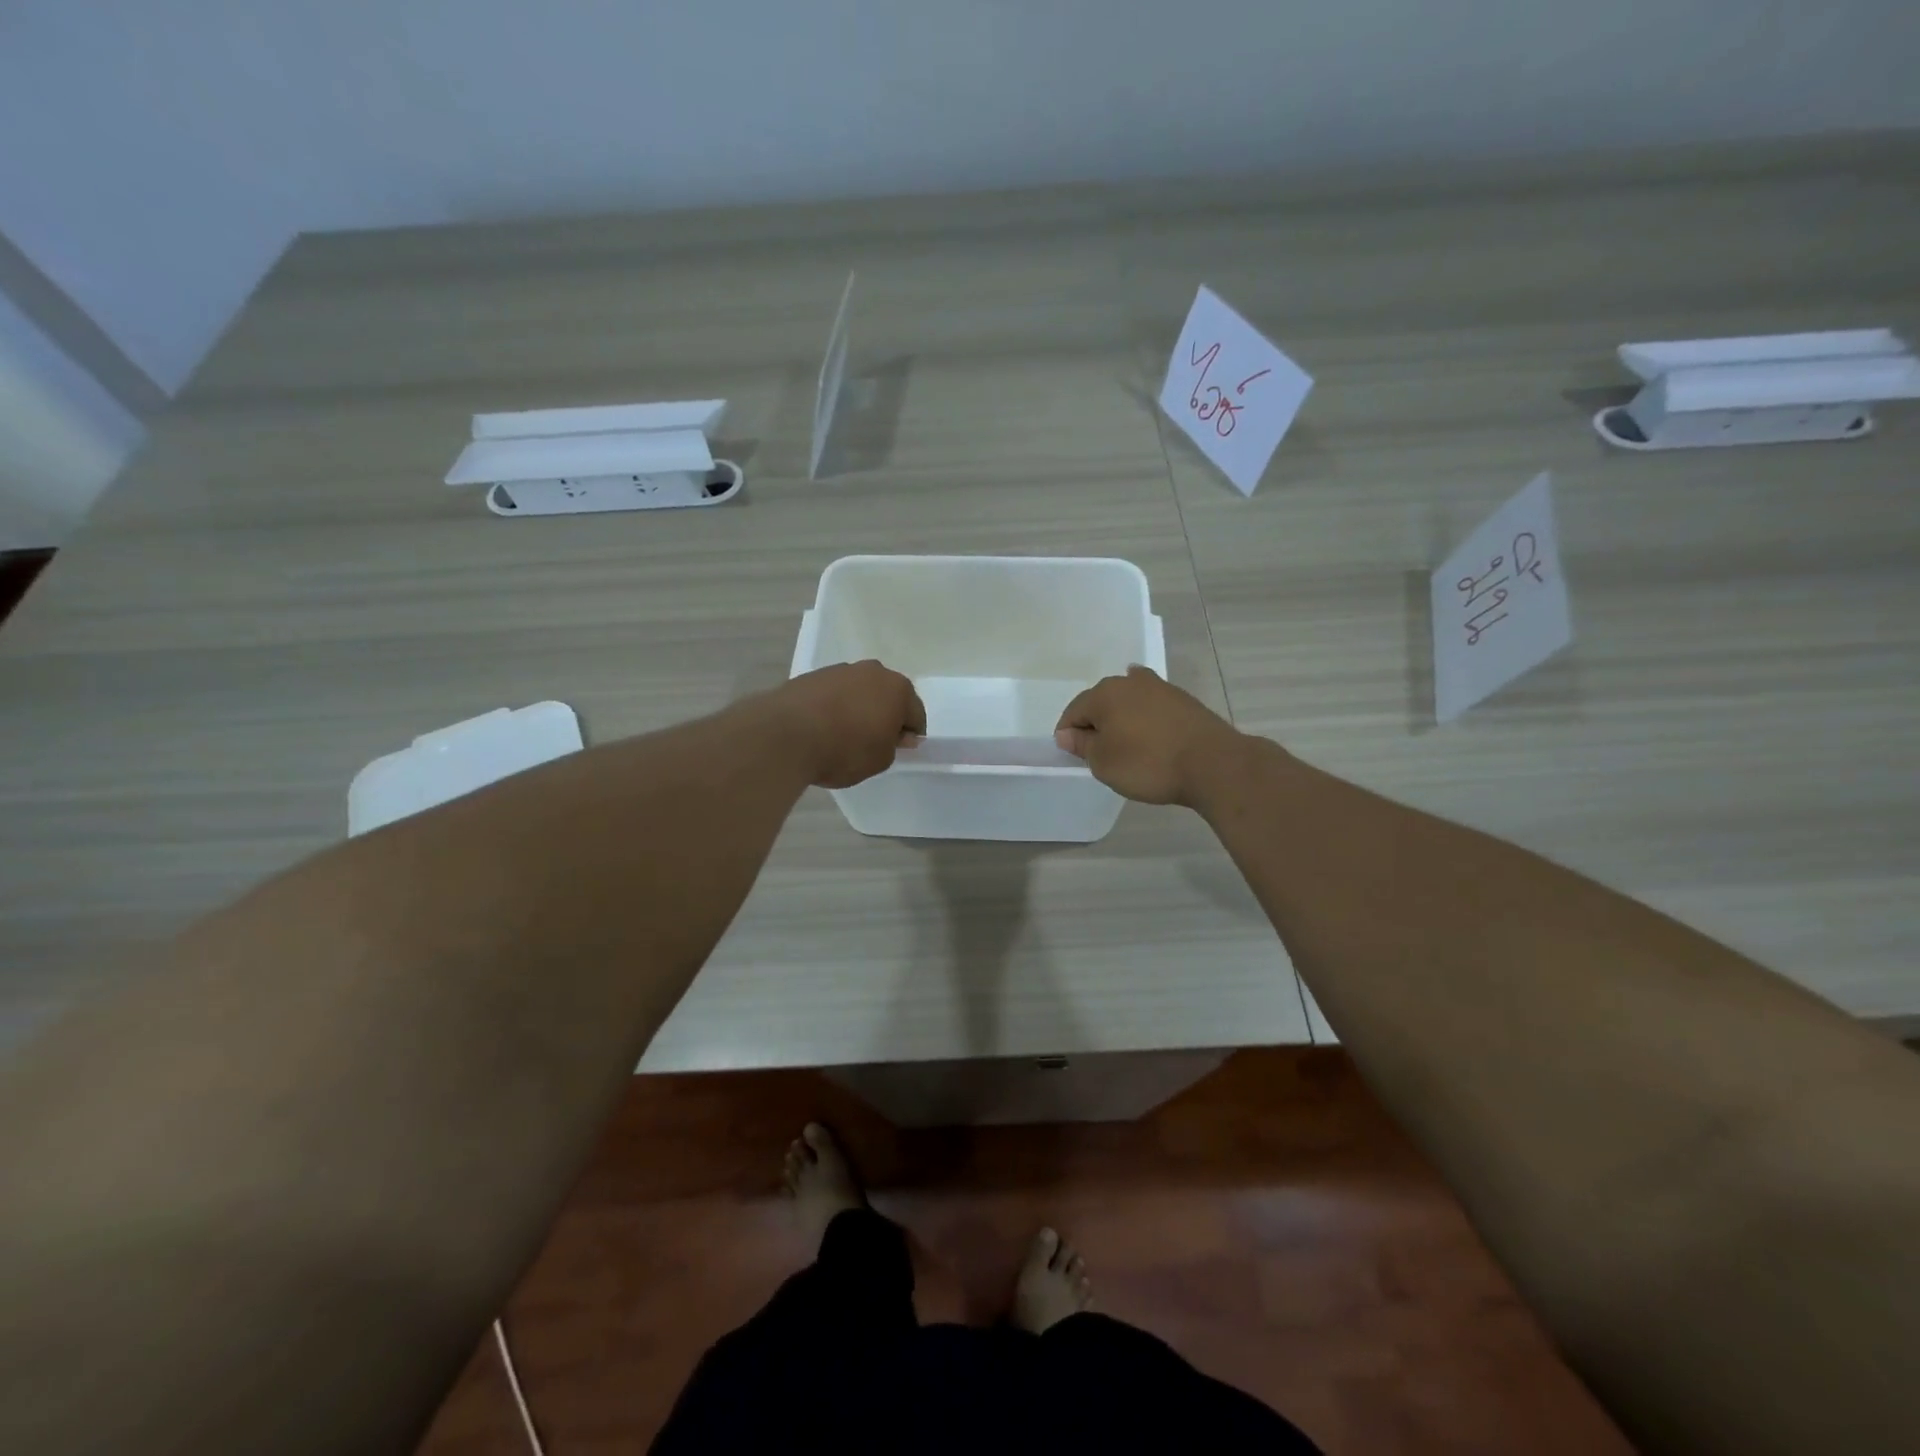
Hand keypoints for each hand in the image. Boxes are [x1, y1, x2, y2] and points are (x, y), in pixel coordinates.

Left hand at [766, 660, 925, 788]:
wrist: (785, 735)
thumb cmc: (844, 750)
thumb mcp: (880, 760)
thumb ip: (894, 746)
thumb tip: (897, 735)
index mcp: (897, 689)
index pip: (916, 713)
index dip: (911, 734)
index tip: (901, 750)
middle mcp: (872, 671)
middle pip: (887, 695)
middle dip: (885, 715)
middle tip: (875, 741)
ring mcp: (840, 670)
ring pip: (859, 691)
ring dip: (859, 708)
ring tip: (845, 735)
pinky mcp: (812, 676)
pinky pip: (834, 693)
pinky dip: (834, 706)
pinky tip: (824, 727)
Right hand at [1054, 665, 1242, 806]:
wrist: (1212, 763)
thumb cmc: (1147, 763)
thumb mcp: (1104, 763)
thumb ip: (1082, 746)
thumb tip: (1067, 734)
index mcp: (1103, 694)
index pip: (1073, 712)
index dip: (1069, 735)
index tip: (1075, 757)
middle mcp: (1129, 681)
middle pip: (1101, 702)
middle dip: (1096, 724)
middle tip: (1100, 754)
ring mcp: (1160, 687)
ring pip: (1128, 701)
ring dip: (1122, 719)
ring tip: (1126, 744)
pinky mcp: (1183, 700)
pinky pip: (1153, 707)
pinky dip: (1146, 718)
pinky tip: (1148, 728)